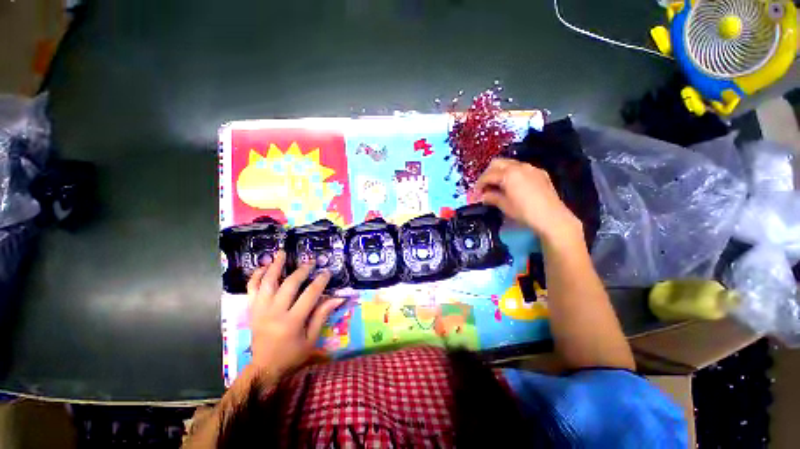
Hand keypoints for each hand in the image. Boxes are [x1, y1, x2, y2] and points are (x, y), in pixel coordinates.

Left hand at [246, 251, 343, 375]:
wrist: (264, 368)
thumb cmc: (292, 355)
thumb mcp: (311, 339)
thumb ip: (322, 315)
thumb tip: (338, 297)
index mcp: (291, 322)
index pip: (309, 295)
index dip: (320, 281)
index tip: (327, 272)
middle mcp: (274, 313)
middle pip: (289, 284)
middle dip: (302, 270)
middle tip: (310, 262)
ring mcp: (260, 311)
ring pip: (266, 283)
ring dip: (274, 266)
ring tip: (282, 253)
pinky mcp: (252, 311)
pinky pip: (251, 290)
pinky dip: (256, 276)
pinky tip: (263, 267)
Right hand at [475, 158, 581, 242]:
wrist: (552, 217)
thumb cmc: (524, 212)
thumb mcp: (504, 205)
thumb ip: (491, 197)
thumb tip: (483, 196)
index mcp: (508, 174)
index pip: (488, 175)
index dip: (479, 184)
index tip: (475, 193)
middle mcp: (519, 166)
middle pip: (497, 163)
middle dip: (488, 173)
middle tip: (484, 186)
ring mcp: (531, 168)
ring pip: (510, 164)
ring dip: (500, 172)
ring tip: (497, 186)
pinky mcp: (540, 173)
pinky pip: (521, 168)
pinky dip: (512, 174)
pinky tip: (512, 186)